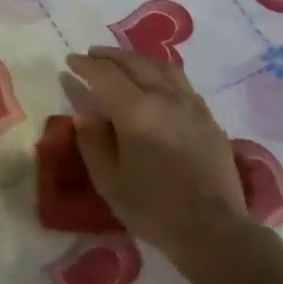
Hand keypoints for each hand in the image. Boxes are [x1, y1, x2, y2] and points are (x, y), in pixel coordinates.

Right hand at [61, 47, 248, 258]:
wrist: (212, 229)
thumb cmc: (152, 208)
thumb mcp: (109, 181)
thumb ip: (93, 143)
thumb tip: (85, 116)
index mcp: (136, 111)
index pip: (105, 75)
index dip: (86, 66)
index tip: (70, 61)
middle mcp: (166, 98)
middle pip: (135, 63)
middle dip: (110, 56)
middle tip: (92, 55)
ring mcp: (192, 106)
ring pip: (163, 67)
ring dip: (138, 59)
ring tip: (123, 62)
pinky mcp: (208, 119)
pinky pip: (181, 83)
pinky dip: (161, 74)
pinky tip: (157, 84)